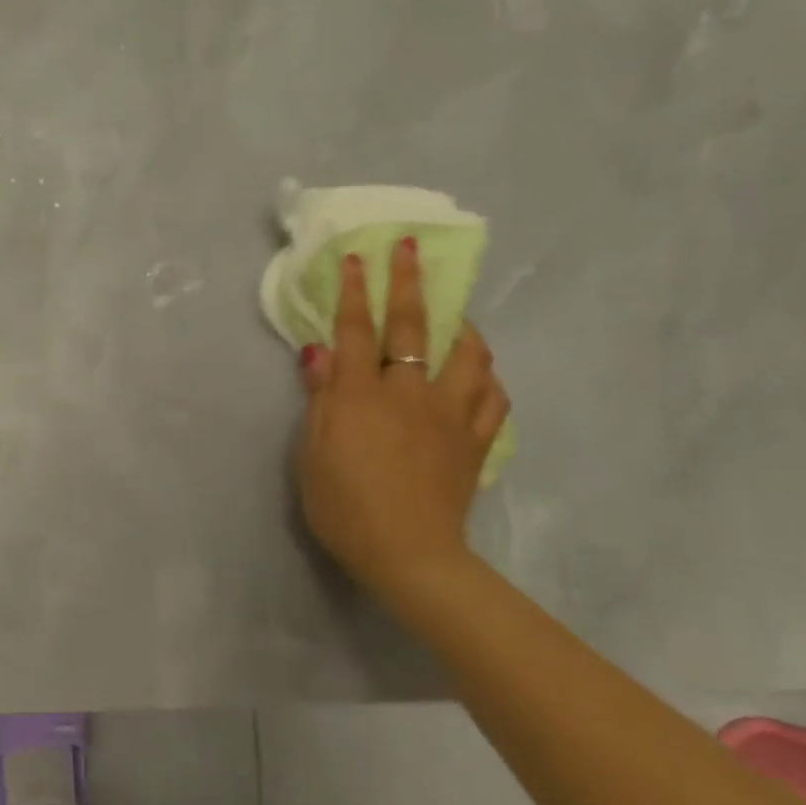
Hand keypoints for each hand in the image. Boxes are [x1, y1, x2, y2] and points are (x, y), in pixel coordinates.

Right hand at [295, 238, 510, 598]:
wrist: (408, 555)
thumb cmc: (344, 506)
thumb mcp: (313, 453)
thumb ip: (319, 398)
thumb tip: (318, 351)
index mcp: (362, 395)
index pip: (356, 330)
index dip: (355, 292)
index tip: (357, 258)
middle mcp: (410, 393)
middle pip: (413, 327)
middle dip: (409, 283)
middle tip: (410, 249)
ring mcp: (450, 415)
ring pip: (467, 355)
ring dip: (460, 326)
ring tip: (455, 314)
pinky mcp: (475, 441)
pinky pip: (492, 398)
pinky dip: (486, 376)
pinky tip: (478, 372)